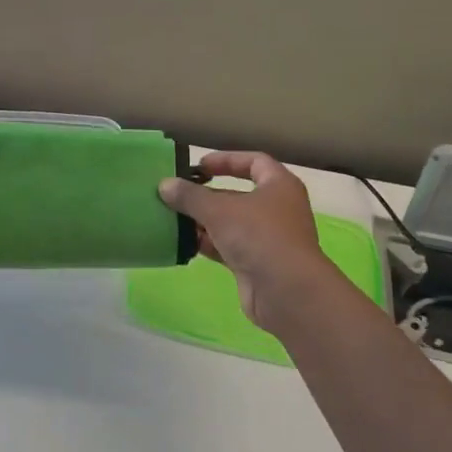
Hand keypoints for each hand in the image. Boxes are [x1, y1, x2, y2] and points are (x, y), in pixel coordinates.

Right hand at [159, 151, 341, 330]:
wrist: (286, 291)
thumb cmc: (258, 236)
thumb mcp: (219, 210)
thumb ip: (190, 196)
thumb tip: (165, 185)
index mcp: (279, 186)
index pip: (254, 162)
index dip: (226, 160)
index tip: (198, 166)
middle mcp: (277, 209)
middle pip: (238, 195)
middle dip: (207, 196)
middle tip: (177, 195)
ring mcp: (267, 239)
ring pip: (231, 223)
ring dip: (204, 221)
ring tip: (173, 219)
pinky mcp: (256, 264)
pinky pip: (228, 247)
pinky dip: (208, 244)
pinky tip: (184, 243)